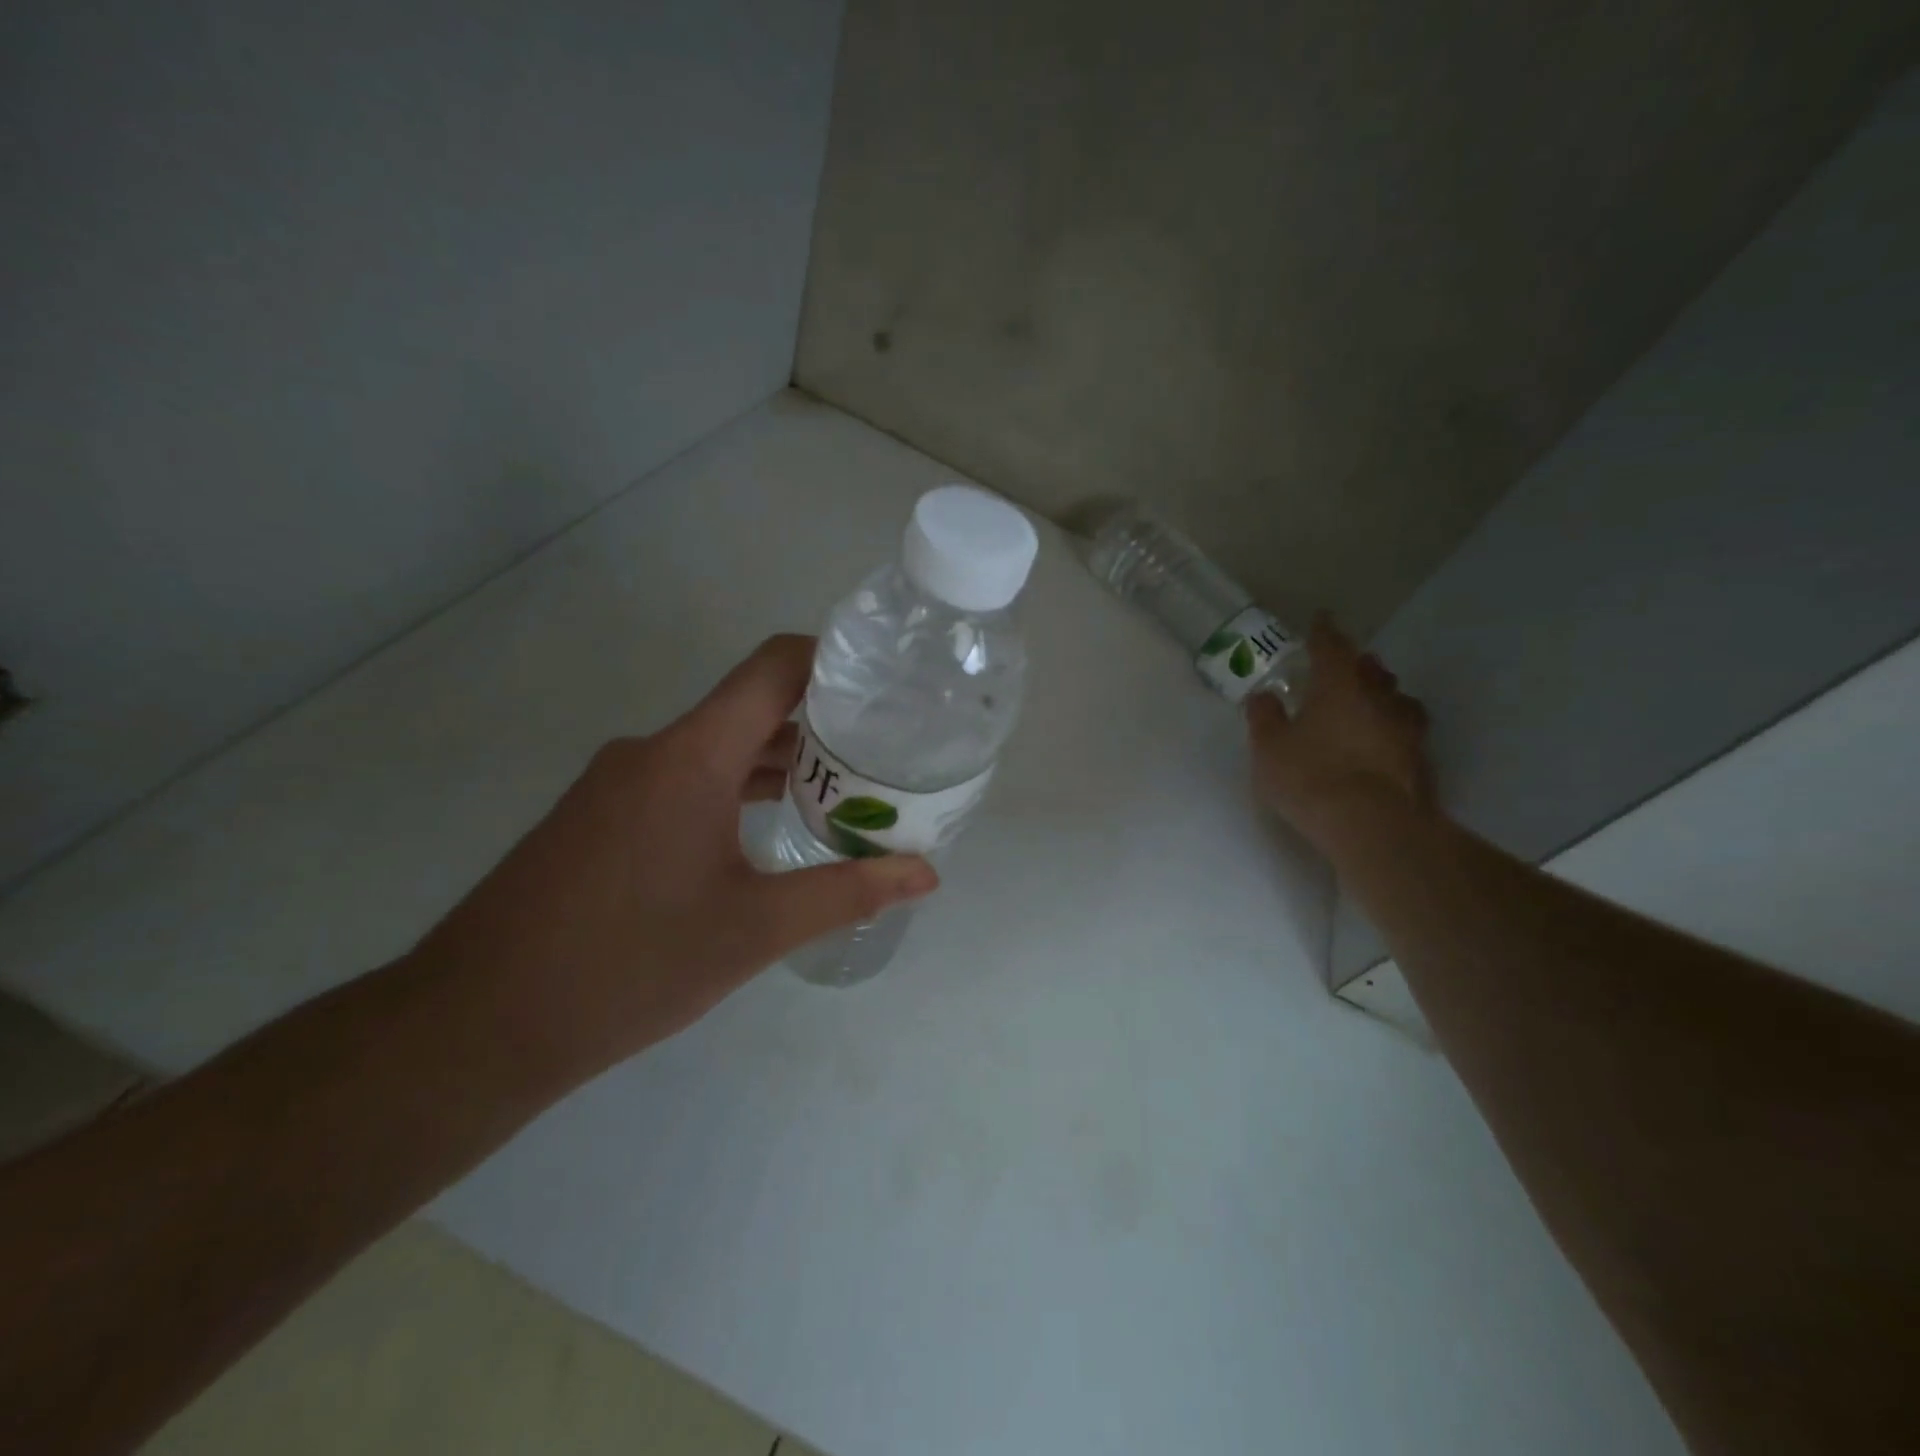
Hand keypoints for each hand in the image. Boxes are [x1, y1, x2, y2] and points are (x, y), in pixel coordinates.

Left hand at [412, 635, 937, 1074]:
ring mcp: (618, 782)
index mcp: (693, 757)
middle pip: (750, 708)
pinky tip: (766, 831)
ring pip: (716, 749)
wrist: (478, 1023)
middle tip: (884, 754)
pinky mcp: (599, 816)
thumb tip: (926, 874)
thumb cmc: (629, 965)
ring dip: (777, 763)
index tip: (884, 685)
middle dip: (819, 725)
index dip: (832, 660)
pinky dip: (734, 790)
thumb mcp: (754, 930)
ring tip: (843, 794)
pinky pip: (683, 779)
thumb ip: (847, 892)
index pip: (773, 668)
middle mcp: (652, 751)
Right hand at [1246, 614, 1432, 848]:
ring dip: (1382, 694)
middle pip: (1371, 670)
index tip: (1321, 619)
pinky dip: (1393, 727)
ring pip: (1396, 698)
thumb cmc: (1311, 777)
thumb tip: (1263, 694)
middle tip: (1345, 664)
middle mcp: (1378, 698)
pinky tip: (1383, 740)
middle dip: (1357, 663)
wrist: (1374, 826)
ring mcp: (1406, 729)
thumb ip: (1265, 717)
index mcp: (1339, 686)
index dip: (1324, 632)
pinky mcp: (1421, 760)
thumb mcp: (1270, 748)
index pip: (1332, 647)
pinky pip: (1406, 730)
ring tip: (1370, 701)